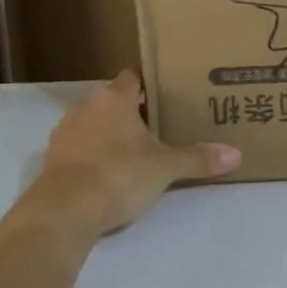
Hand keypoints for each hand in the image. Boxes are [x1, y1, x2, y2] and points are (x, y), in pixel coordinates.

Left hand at [39, 71, 241, 235]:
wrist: (66, 208)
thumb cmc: (120, 174)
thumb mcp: (165, 168)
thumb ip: (198, 159)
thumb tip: (235, 154)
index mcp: (114, 99)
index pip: (131, 78)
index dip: (146, 87)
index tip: (162, 98)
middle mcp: (85, 107)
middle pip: (110, 103)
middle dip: (128, 115)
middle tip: (153, 132)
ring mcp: (64, 132)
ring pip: (91, 125)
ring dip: (106, 137)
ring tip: (128, 156)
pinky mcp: (50, 159)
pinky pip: (76, 150)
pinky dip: (89, 158)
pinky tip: (103, 177)